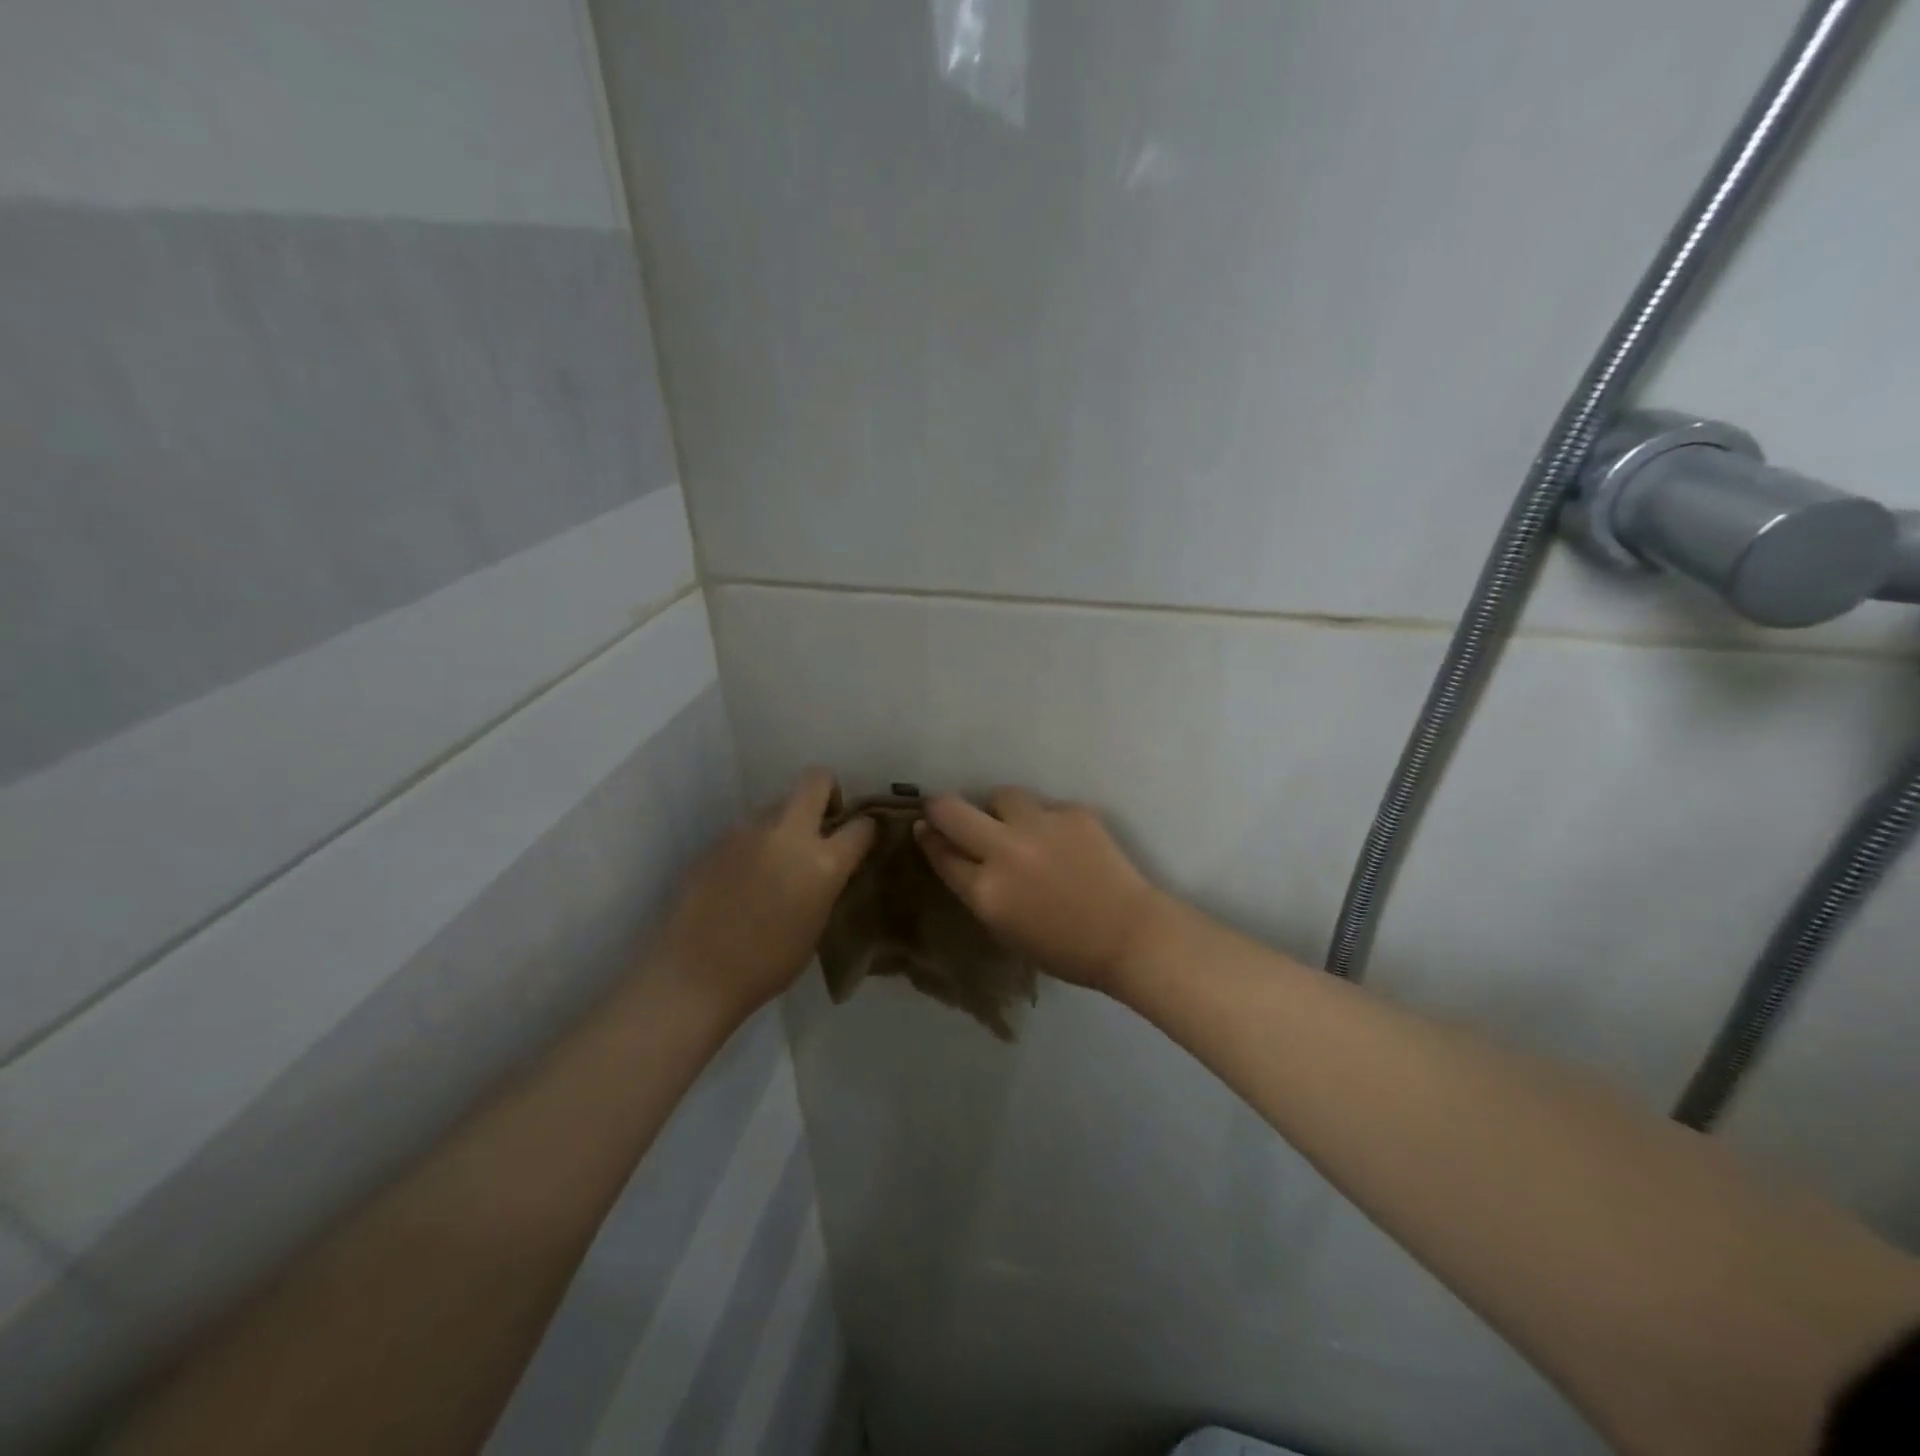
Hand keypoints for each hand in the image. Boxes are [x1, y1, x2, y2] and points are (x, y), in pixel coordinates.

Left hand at [655, 769, 875, 1019]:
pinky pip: (747, 830)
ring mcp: (748, 832)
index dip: (865, 829)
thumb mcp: (816, 925)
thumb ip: (826, 885)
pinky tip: (743, 877)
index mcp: (822, 863)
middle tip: (822, 823)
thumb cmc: (768, 965)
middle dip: (827, 792)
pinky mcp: (717, 840)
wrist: (696, 974)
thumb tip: (827, 868)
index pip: (861, 825)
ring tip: (775, 861)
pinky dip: (754, 844)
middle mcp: (787, 834)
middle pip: (816, 779)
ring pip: (777, 805)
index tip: (860, 839)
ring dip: (785, 823)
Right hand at [915, 787, 1169, 993]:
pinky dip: (1045, 821)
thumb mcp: (1005, 928)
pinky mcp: (1072, 811)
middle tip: (948, 813)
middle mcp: (1005, 851)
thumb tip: (954, 854)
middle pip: (951, 810)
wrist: (1129, 933)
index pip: (940, 851)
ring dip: (999, 810)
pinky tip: (1062, 841)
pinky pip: (1044, 806)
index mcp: (986, 891)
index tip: (924, 828)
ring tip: (1017, 826)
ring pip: (1001, 796)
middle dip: (941, 807)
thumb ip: (976, 890)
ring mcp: (1040, 825)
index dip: (928, 838)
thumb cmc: (1064, 948)